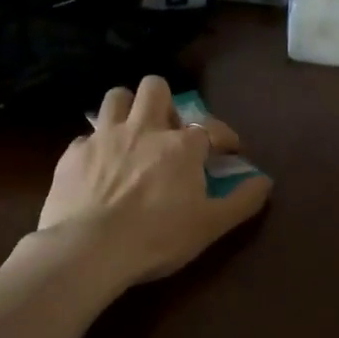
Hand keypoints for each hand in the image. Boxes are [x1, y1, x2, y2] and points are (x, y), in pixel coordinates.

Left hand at [37, 76, 271, 286]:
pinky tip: (98, 165)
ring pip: (117, 97)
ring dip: (127, 109)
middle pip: (155, 88)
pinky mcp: (73, 153)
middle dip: (165, 102)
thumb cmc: (156, 238)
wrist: (89, 249)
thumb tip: (266, 181)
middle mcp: (144, 129)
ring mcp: (104, 137)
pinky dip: (96, 146)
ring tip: (131, 132)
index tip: (230, 150)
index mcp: (181, 146)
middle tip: (168, 130)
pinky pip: (86, 136)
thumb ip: (242, 201)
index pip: (211, 128)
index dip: (225, 137)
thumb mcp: (210, 226)